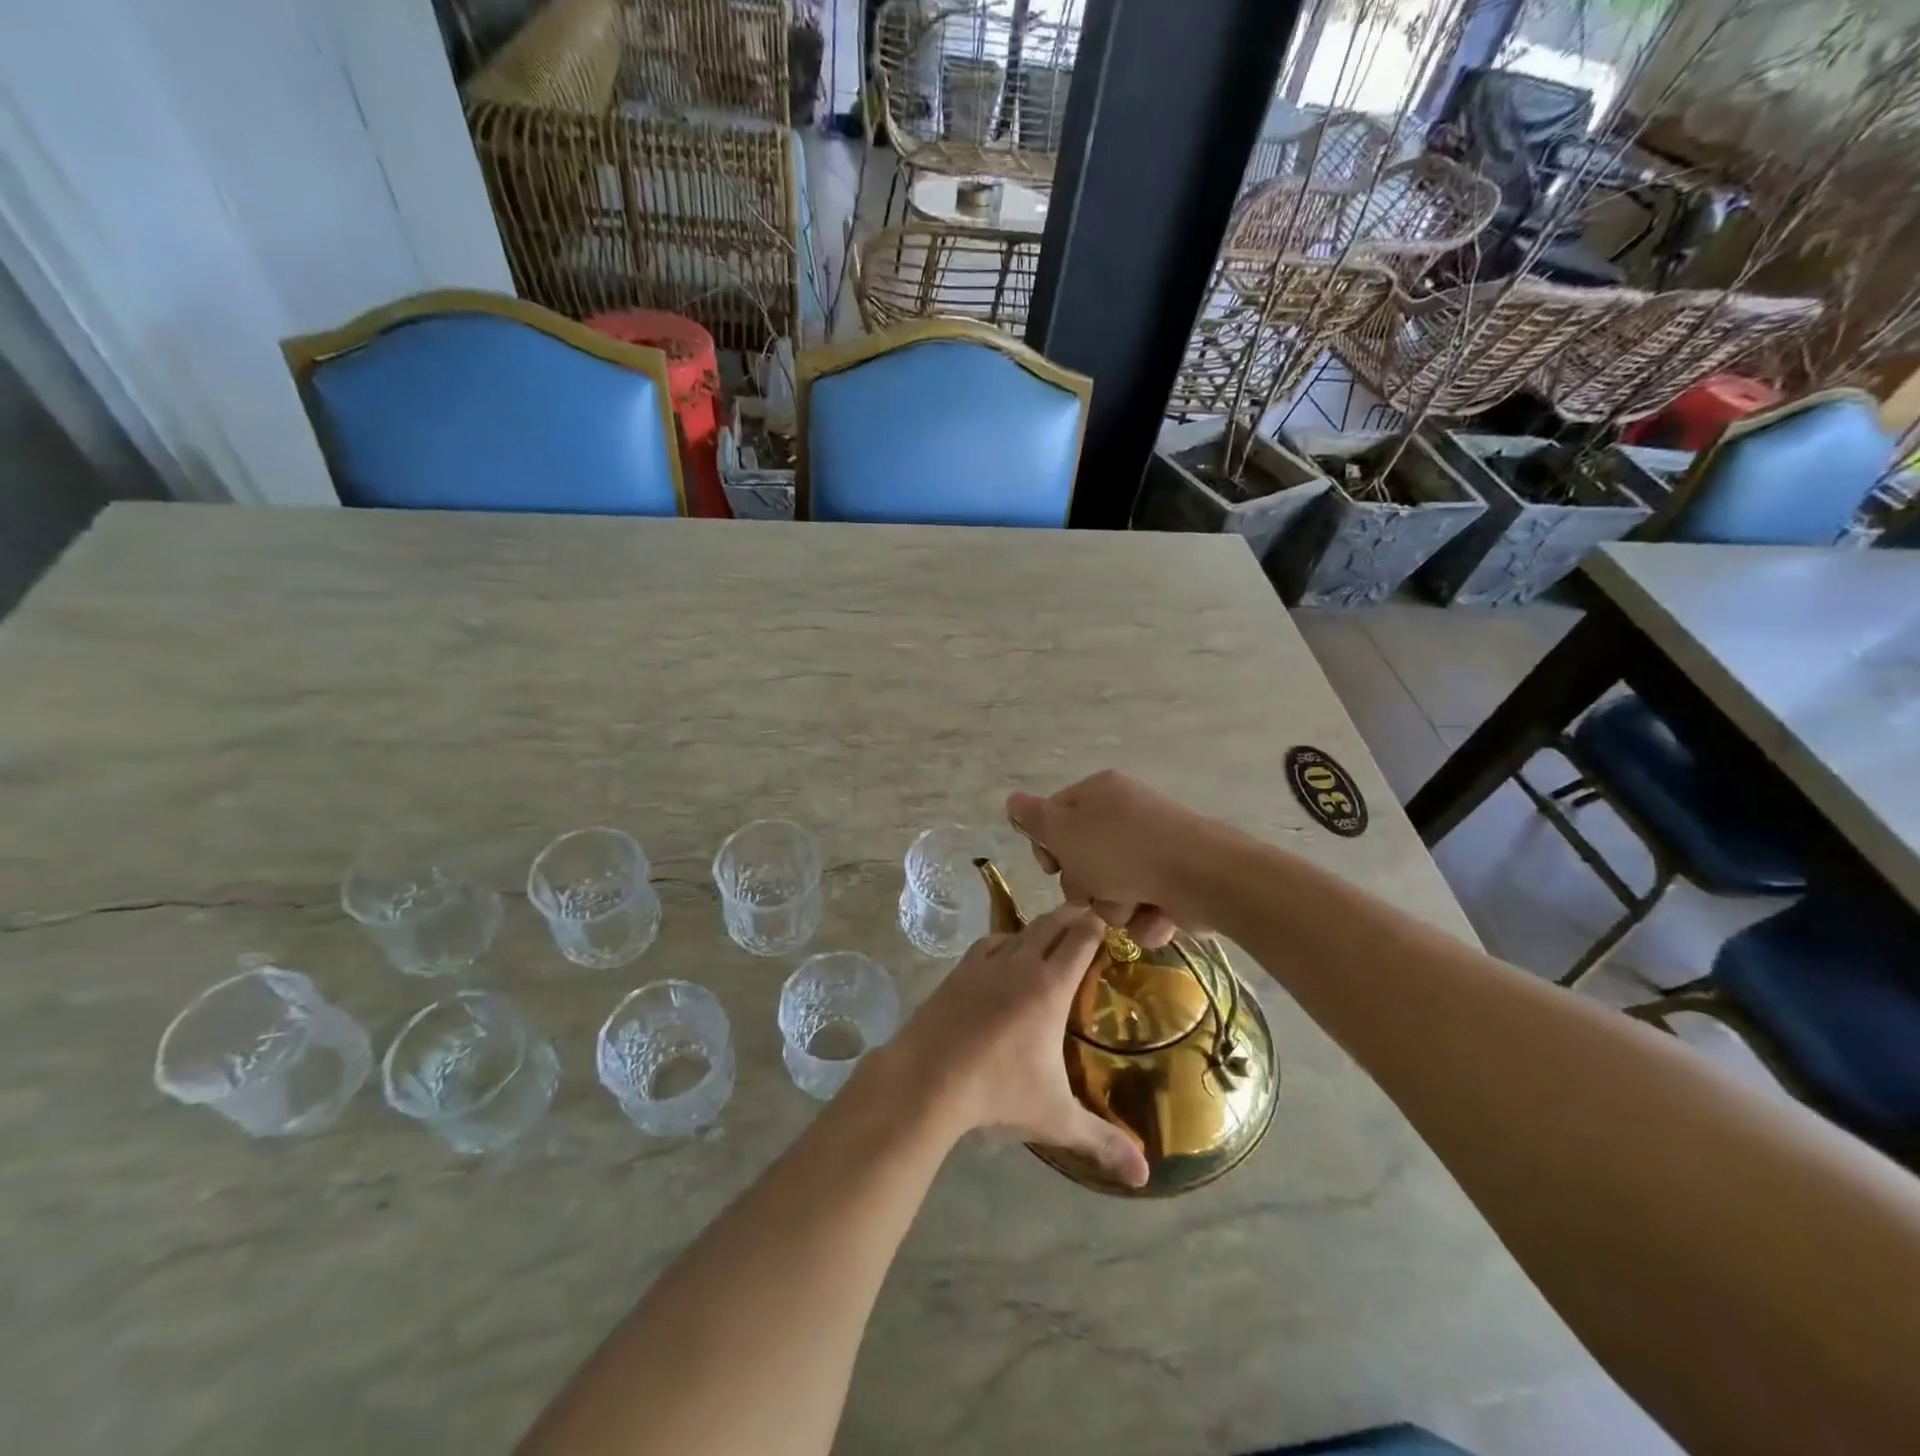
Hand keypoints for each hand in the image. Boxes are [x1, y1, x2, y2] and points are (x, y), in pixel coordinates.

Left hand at [896, 904, 1148, 1188]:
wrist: (927, 1077)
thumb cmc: (998, 1092)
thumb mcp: (1056, 1118)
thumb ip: (1102, 1140)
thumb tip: (1144, 1174)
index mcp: (1050, 986)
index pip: (1081, 940)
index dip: (1098, 925)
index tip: (1112, 920)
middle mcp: (1020, 963)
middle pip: (1052, 923)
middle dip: (1074, 916)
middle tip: (1091, 915)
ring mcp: (985, 963)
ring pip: (1020, 929)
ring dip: (1040, 927)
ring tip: (1052, 934)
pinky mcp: (959, 971)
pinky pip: (990, 943)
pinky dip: (1006, 941)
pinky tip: (1006, 954)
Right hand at [1007, 771, 1221, 948]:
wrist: (1202, 877)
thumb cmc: (1122, 850)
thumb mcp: (1064, 831)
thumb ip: (1033, 818)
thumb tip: (1012, 800)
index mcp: (1099, 794)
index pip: (1055, 817)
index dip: (1047, 847)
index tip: (1052, 867)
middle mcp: (1126, 816)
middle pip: (1082, 859)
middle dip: (1084, 885)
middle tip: (1093, 889)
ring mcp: (1153, 849)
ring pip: (1111, 890)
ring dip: (1114, 907)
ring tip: (1131, 905)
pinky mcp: (1175, 881)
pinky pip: (1143, 906)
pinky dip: (1145, 917)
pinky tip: (1155, 915)